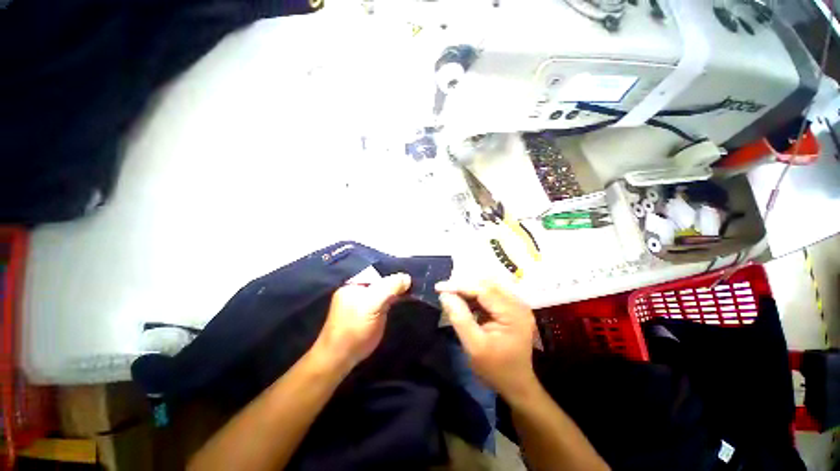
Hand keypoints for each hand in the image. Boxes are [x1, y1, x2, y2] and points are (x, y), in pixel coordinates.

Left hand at [314, 273, 411, 368]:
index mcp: (355, 284)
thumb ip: (389, 288)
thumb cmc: (354, 328)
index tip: (411, 277)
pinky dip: (395, 299)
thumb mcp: (372, 304)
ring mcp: (364, 302)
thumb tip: (407, 277)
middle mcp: (359, 290)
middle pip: (382, 281)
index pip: (379, 271)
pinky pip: (385, 301)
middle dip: (397, 282)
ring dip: (398, 291)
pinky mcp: (370, 314)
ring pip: (385, 291)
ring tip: (414, 290)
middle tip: (415, 284)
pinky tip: (405, 300)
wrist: (340, 358)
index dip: (395, 273)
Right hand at [437, 280, 537, 399]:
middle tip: (443, 290)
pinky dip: (473, 295)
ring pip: (487, 287)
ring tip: (449, 293)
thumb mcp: (474, 347)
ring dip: (467, 289)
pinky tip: (462, 299)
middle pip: (486, 285)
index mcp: (513, 313)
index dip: (460, 285)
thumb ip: (460, 319)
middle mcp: (518, 304)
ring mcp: (515, 305)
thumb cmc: (495, 370)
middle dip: (462, 285)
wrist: (516, 385)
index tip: (439, 287)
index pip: (484, 290)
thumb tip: (445, 295)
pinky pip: (489, 295)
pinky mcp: (510, 308)